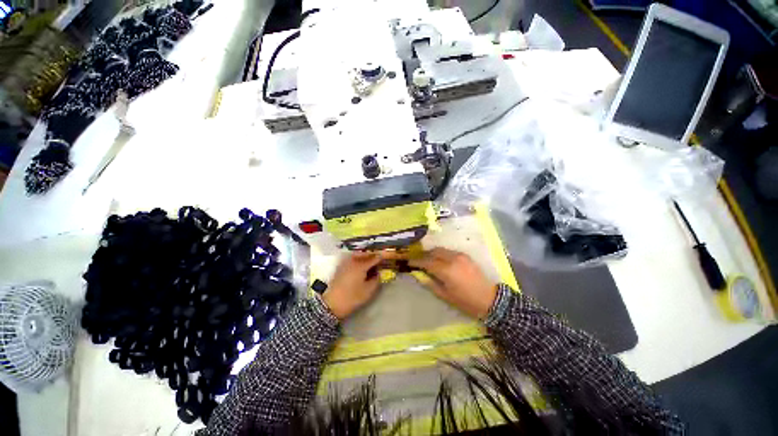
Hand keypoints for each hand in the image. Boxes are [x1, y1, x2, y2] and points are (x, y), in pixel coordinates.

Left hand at [322, 252, 383, 319]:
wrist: (332, 304)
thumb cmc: (352, 297)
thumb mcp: (368, 291)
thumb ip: (376, 280)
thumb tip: (378, 273)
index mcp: (361, 265)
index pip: (373, 258)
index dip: (380, 258)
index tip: (385, 258)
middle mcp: (353, 261)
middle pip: (364, 254)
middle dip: (372, 255)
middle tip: (378, 258)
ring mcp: (345, 263)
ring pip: (356, 255)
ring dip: (364, 256)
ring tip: (369, 261)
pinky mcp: (340, 267)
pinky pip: (350, 258)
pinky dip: (356, 258)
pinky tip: (359, 264)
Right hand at [408, 248, 497, 318]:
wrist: (489, 299)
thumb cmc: (466, 301)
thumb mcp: (445, 295)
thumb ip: (430, 283)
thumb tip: (419, 275)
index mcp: (446, 270)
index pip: (427, 261)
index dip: (416, 261)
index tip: (409, 262)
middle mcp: (452, 259)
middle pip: (433, 252)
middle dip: (424, 255)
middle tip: (418, 260)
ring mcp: (460, 255)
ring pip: (441, 250)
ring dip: (432, 253)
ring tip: (427, 260)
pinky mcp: (465, 255)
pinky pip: (449, 251)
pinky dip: (441, 254)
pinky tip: (440, 260)